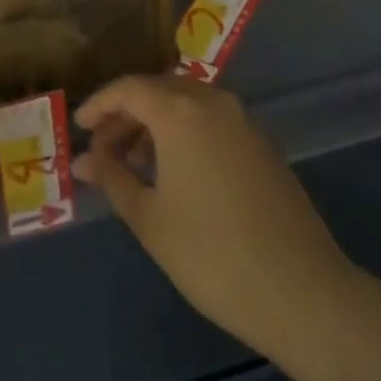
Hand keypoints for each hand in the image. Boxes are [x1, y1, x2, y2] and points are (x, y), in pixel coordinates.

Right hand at [73, 75, 354, 362]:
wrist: (302, 291)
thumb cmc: (212, 255)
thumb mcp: (150, 219)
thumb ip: (113, 179)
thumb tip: (84, 160)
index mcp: (180, 111)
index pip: (128, 89)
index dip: (99, 104)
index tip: (79, 127)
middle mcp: (211, 100)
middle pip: (157, 89)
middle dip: (125, 113)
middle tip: (102, 150)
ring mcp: (241, 119)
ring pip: (185, 102)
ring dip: (154, 122)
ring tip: (133, 163)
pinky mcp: (260, 141)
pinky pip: (209, 118)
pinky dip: (183, 130)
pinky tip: (173, 170)